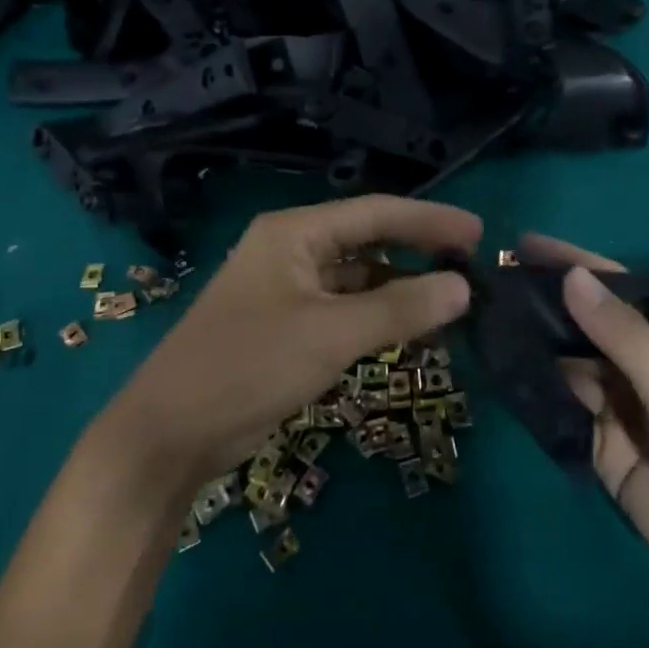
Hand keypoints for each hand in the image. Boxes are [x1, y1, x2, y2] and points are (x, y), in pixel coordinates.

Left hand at [104, 197, 481, 485]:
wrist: (170, 434)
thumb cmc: (249, 367)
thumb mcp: (330, 335)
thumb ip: (399, 308)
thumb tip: (463, 287)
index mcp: (294, 233)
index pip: (375, 212)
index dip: (429, 220)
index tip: (478, 234)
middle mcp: (290, 250)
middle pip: (367, 240)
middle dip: (418, 251)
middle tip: (471, 266)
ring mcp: (285, 288)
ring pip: (357, 277)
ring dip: (400, 288)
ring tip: (451, 303)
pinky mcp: (285, 325)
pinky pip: (343, 309)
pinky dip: (377, 316)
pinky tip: (409, 332)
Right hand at [519, 234, 648, 629]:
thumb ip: (626, 335)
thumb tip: (571, 276)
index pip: (619, 289)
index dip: (575, 264)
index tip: (526, 245)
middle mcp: (645, 369)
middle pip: (587, 326)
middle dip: (545, 304)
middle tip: (490, 283)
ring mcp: (621, 409)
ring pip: (569, 365)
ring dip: (534, 344)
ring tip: (485, 318)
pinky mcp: (601, 448)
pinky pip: (562, 410)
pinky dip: (535, 391)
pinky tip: (501, 371)